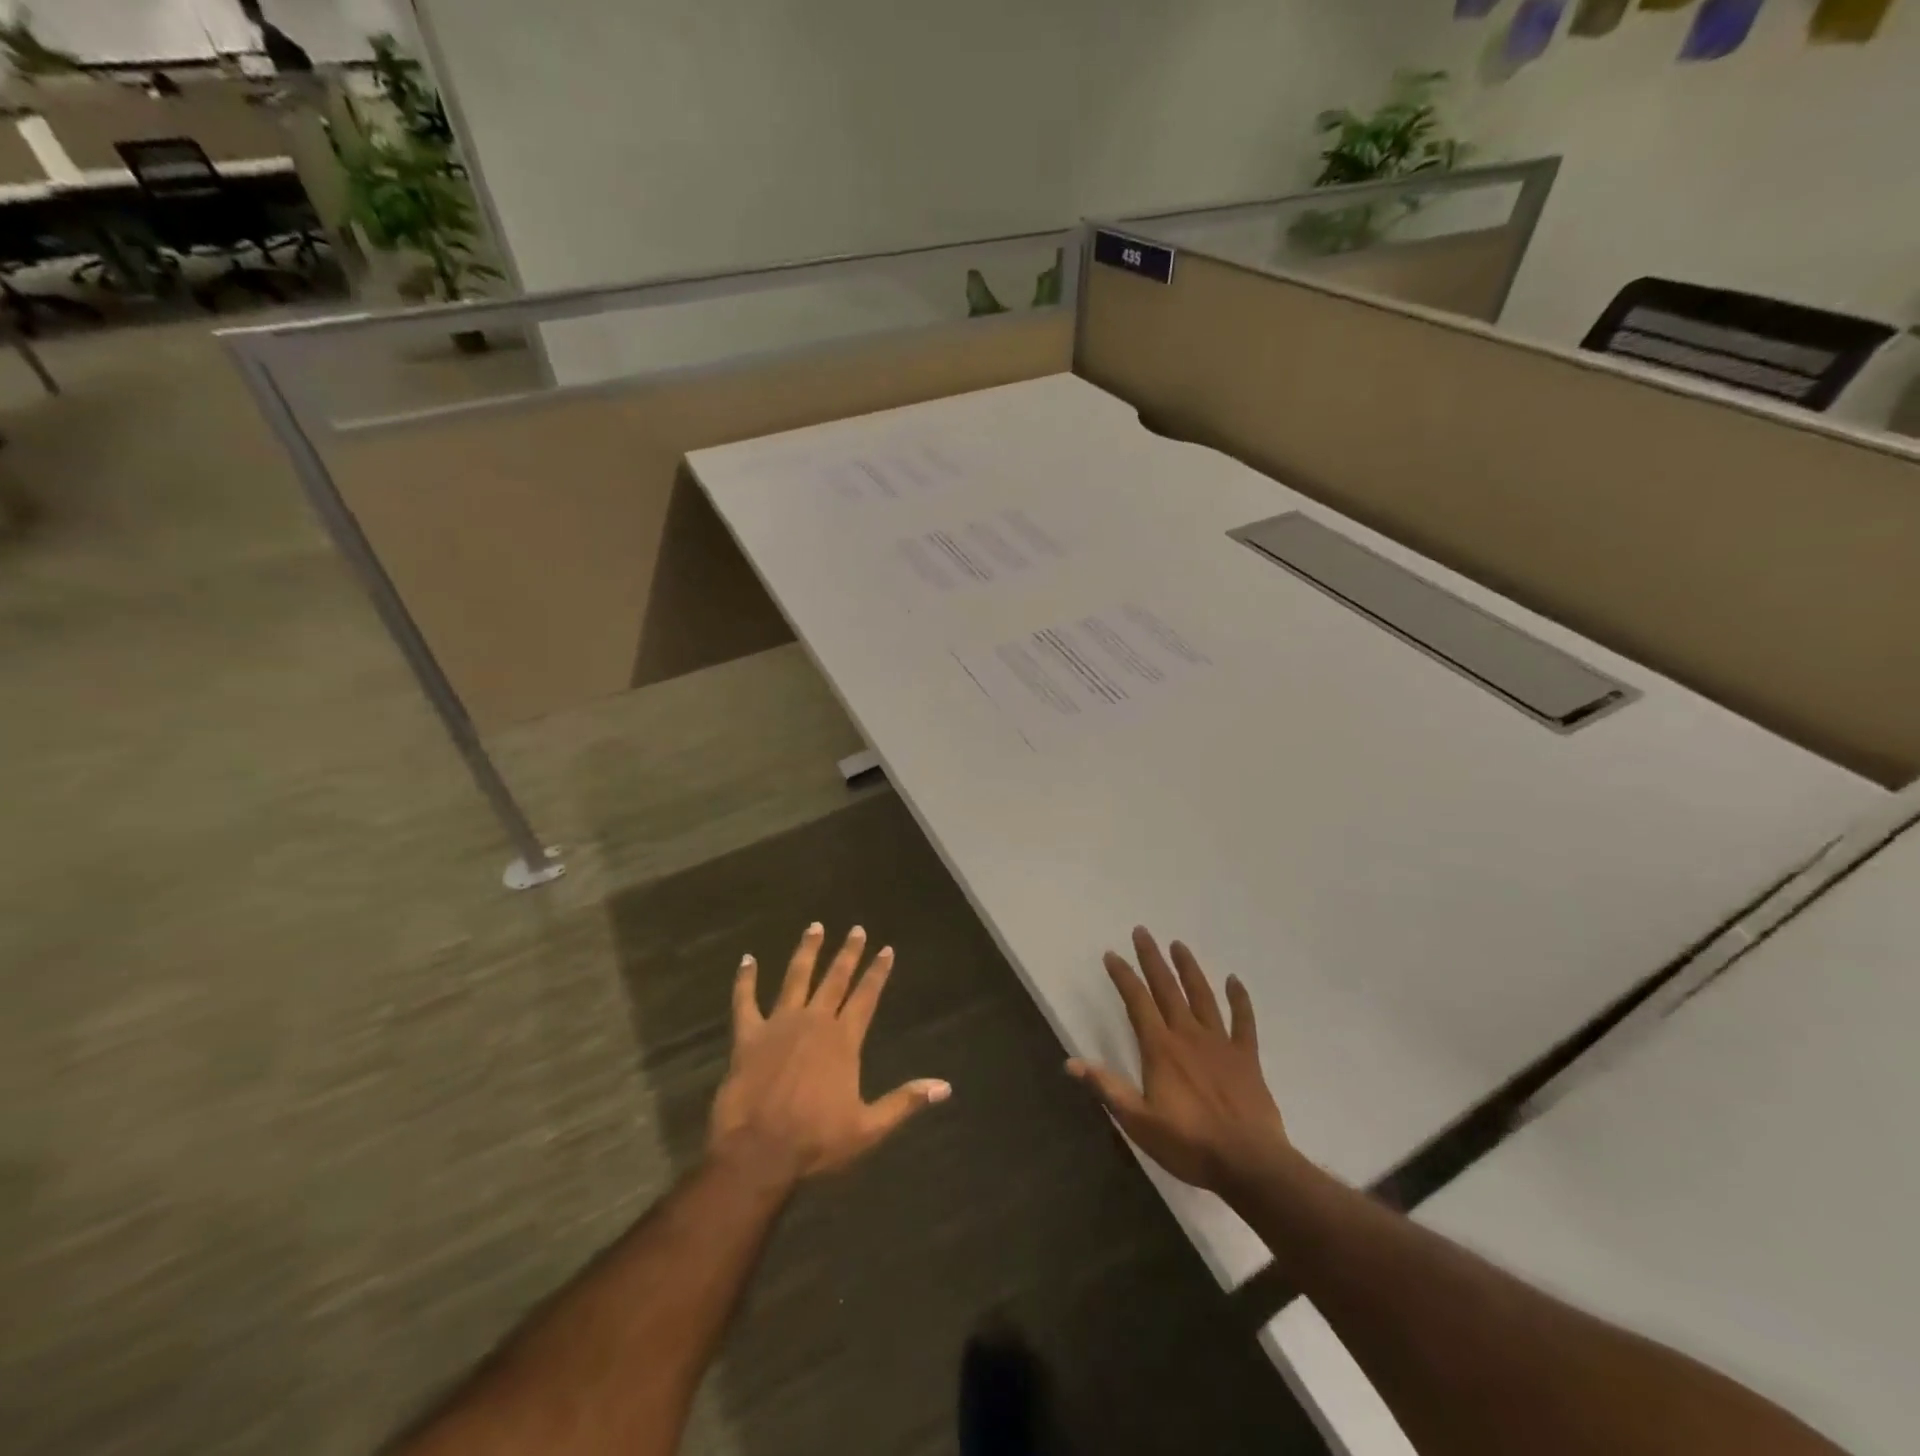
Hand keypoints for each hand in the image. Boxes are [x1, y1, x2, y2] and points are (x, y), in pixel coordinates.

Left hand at [709, 922, 950, 1182]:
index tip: (886, 948)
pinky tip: (746, 960)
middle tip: (856, 929)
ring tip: (814, 927)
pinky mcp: (748, 1036)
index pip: (866, 996)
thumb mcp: (868, 1128)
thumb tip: (945, 1086)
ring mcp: (779, 1024)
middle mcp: (815, 1022)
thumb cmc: (815, 1141)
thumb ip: (905, 1102)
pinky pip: (745, 1000)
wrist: (758, 1151)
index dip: (877, 972)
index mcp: (843, 1040)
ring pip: (796, 978)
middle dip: (848, 953)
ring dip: (806, 951)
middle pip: (835, 979)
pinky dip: (745, 979)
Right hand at [1068, 927, 1295, 1195]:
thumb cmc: (1189, 1144)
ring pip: (1202, 996)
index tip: (1111, 954)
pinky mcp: (1246, 1057)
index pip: (1137, 1002)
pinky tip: (1233, 980)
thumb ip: (1106, 1088)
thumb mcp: (1138, 1122)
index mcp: (1161, 1049)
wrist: (1249, 1163)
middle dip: (1152, 959)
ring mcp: (1220, 1043)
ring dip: (1189, 969)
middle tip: (1143, 931)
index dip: (1123, 976)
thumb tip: (1070, 1062)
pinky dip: (1239, 999)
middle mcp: (1188, 1035)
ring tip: (1179, 944)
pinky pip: (1243, 1021)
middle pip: (1167, 988)